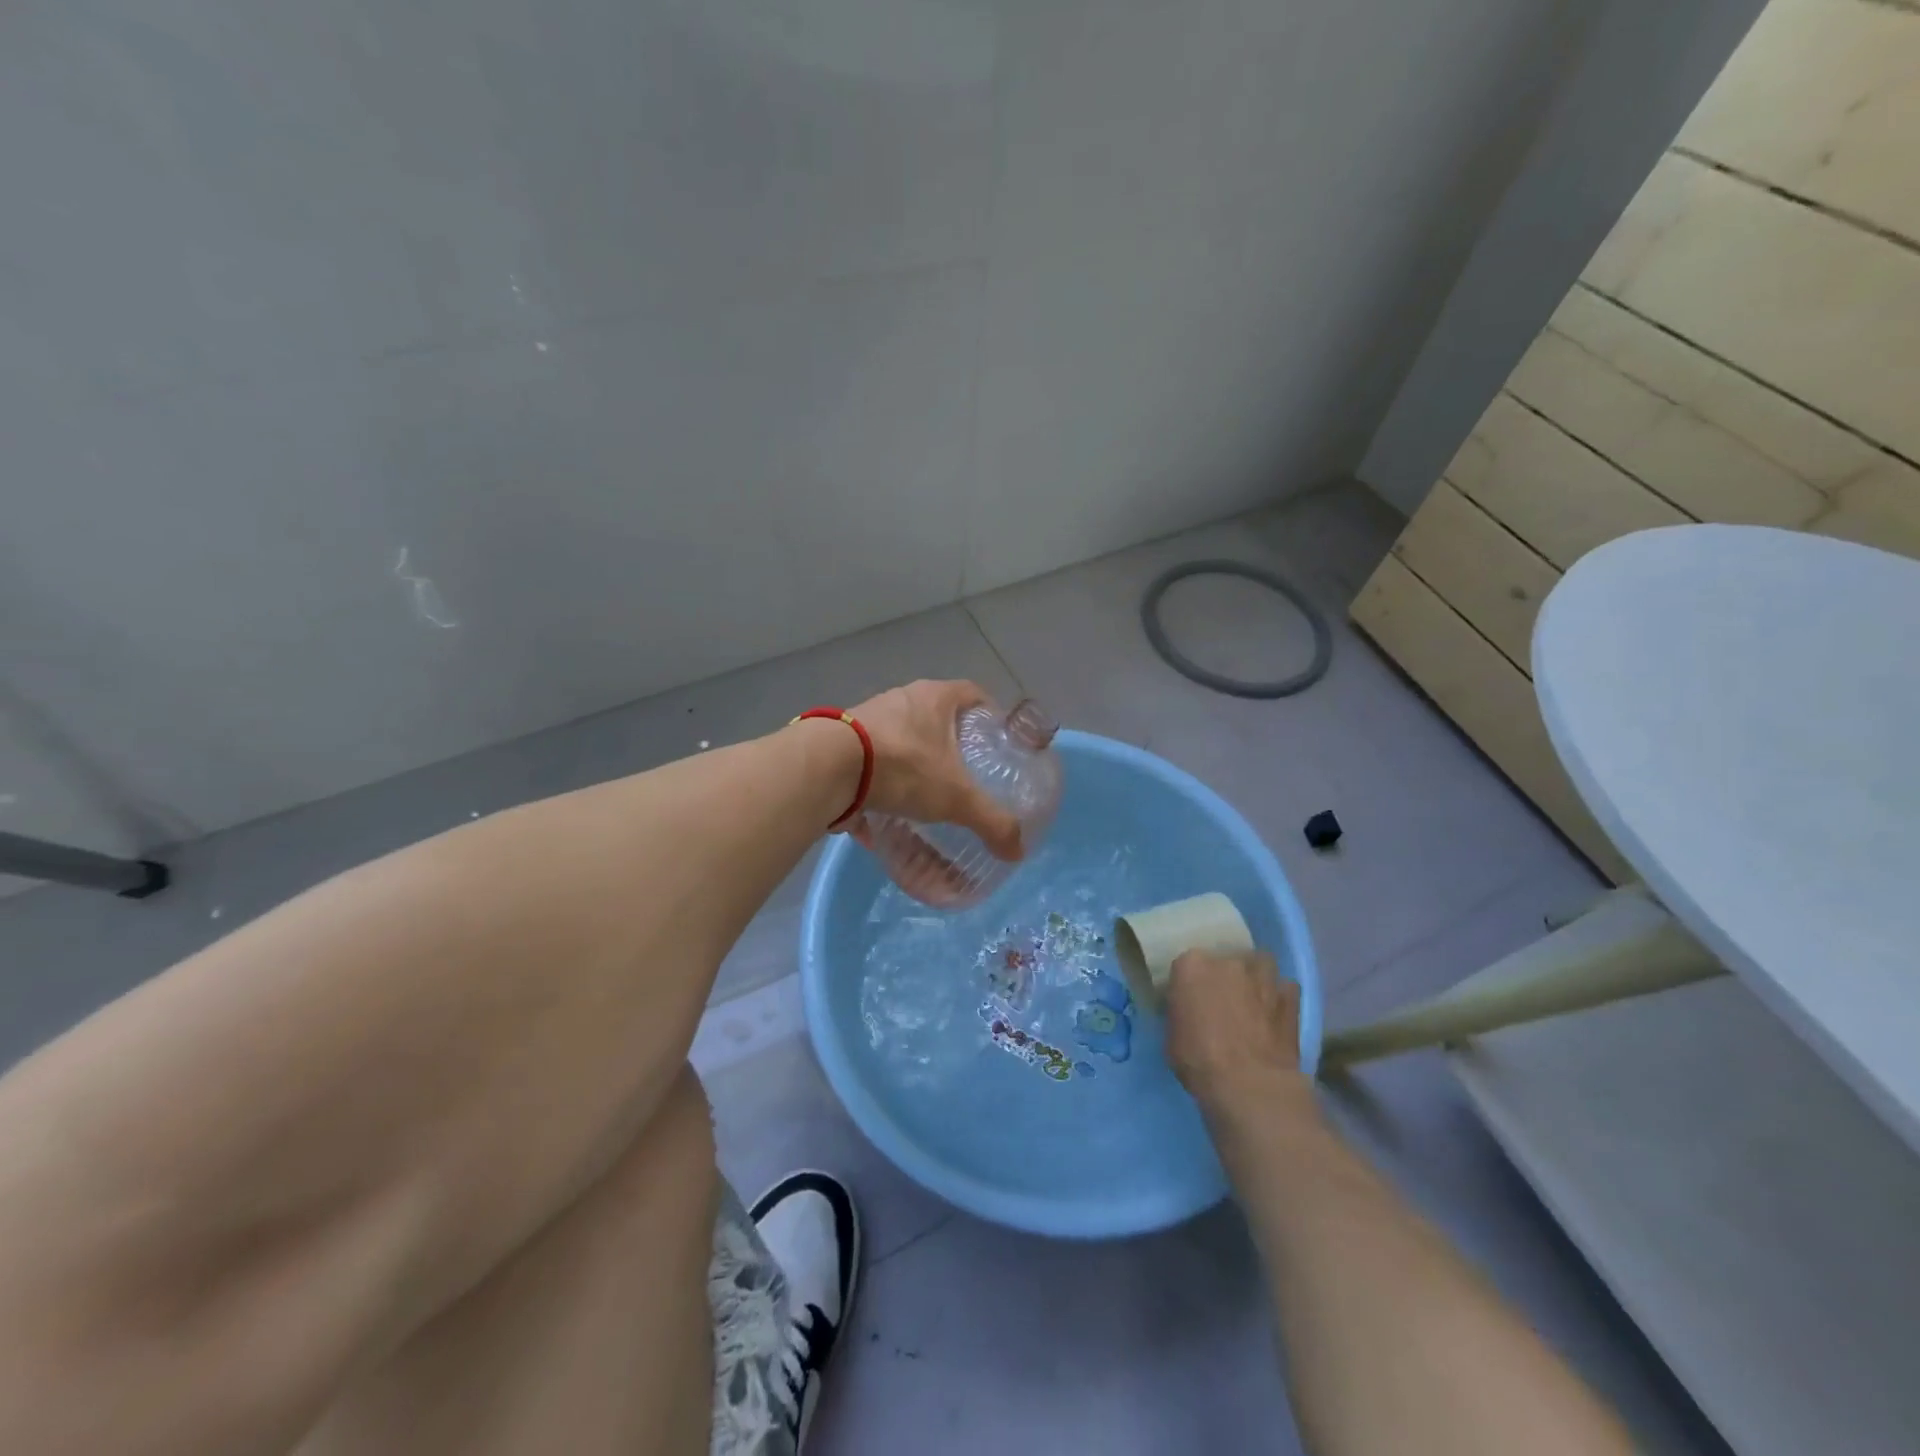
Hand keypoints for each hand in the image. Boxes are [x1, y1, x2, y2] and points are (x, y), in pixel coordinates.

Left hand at [848, 680, 1023, 860]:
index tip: (998, 739)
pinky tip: (884, 817)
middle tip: (966, 773)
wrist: (828, 767)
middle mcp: (902, 699)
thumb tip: (1017, 850)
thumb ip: (990, 821)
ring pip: (901, 738)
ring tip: (926, 796)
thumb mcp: (955, 797)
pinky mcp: (841, 741)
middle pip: (936, 715)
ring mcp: (868, 717)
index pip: (973, 693)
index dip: (989, 713)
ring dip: (914, 763)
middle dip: (951, 743)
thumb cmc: (903, 767)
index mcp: (935, 698)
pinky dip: (880, 785)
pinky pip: (870, 762)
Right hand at [1165, 949, 1308, 1109]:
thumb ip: (1181, 1012)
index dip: (1190, 984)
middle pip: (1225, 960)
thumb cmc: (1199, 1061)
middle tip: (1223, 1001)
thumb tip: (1188, 1012)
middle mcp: (1227, 962)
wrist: (1249, 1085)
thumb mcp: (1172, 1036)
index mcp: (1191, 966)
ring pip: (1259, 964)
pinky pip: (1284, 987)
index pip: (1187, 965)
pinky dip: (1280, 997)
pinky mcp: (1290, 996)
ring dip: (1255, 978)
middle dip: (1224, 977)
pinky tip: (1275, 1014)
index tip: (1191, 1000)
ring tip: (1253, 999)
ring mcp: (1262, 976)